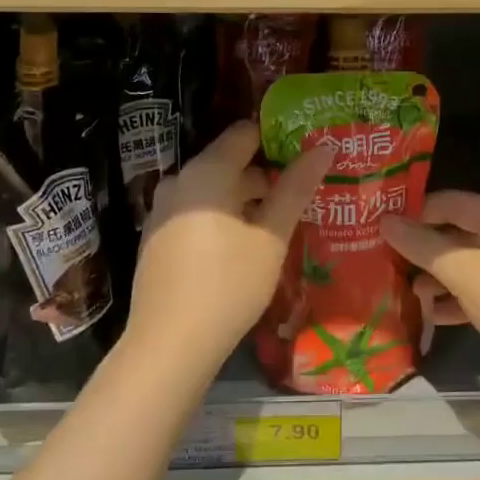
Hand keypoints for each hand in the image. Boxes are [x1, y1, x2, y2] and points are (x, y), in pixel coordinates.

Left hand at [128, 120, 334, 372]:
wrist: (168, 346)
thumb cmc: (228, 285)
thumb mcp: (271, 237)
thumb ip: (296, 188)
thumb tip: (324, 147)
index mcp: (206, 172)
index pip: (244, 134)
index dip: (277, 139)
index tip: (306, 152)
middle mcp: (178, 181)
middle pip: (228, 162)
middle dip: (265, 174)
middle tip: (301, 191)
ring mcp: (162, 210)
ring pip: (212, 190)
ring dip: (244, 199)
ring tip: (279, 221)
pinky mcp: (156, 238)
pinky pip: (195, 212)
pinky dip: (221, 218)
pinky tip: (243, 245)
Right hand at [380, 191, 479, 368]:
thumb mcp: (463, 270)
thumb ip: (423, 246)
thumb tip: (385, 221)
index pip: (450, 201)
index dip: (416, 211)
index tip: (382, 226)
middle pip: (459, 233)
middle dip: (424, 248)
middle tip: (387, 260)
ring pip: (469, 265)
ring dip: (438, 276)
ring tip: (407, 291)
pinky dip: (457, 300)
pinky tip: (433, 315)